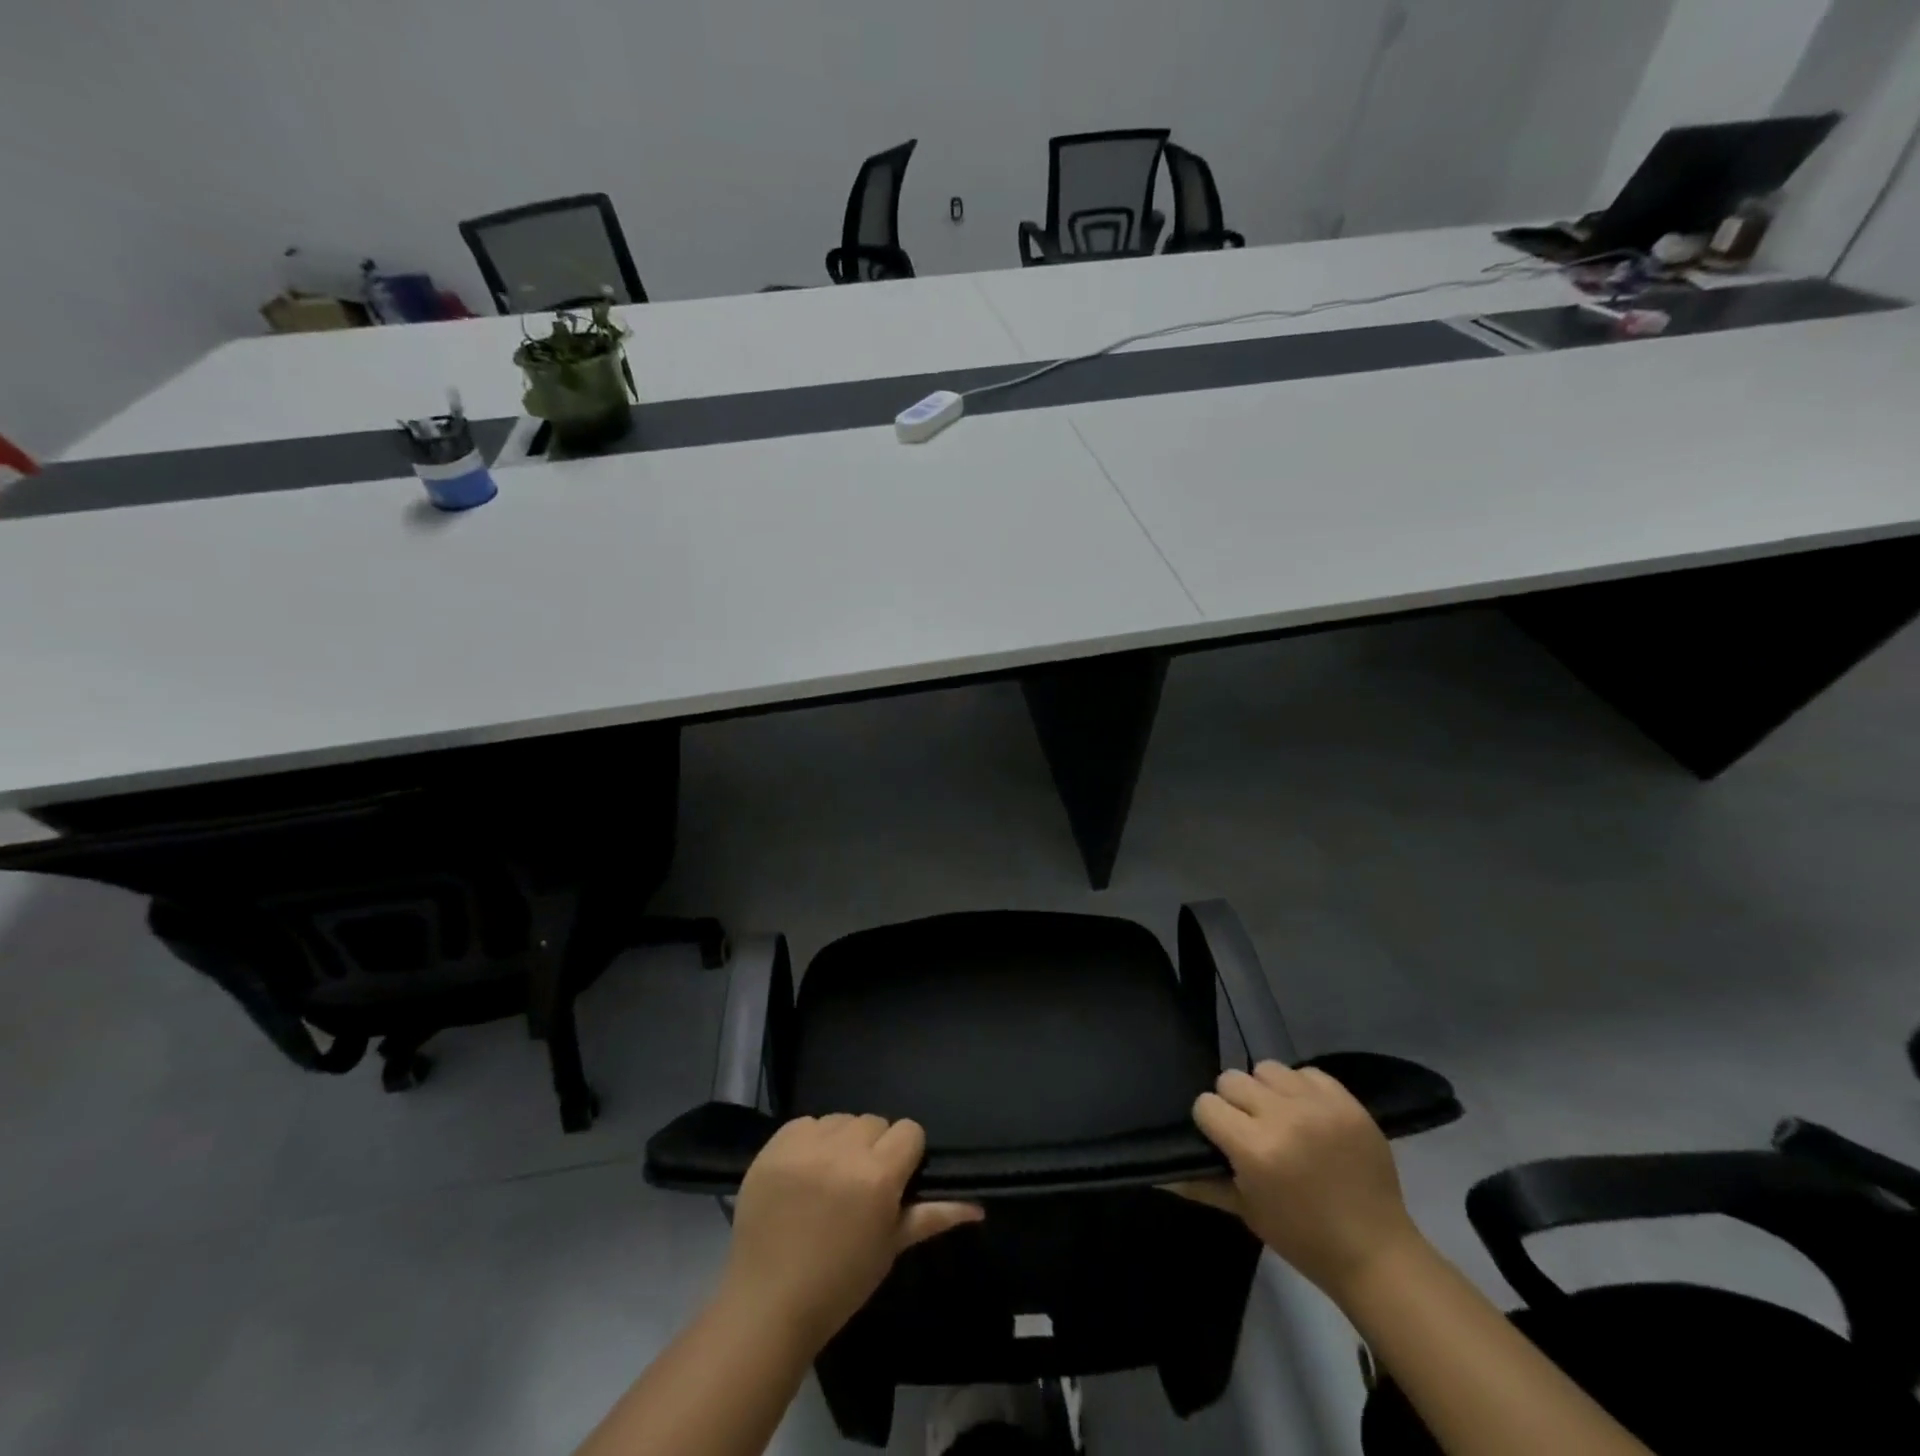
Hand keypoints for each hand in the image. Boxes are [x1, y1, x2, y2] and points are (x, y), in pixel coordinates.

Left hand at [718, 1114, 982, 1351]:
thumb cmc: (839, 1284)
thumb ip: (932, 1216)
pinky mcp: (775, 1145)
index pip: (909, 1131)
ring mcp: (806, 1145)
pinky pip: (805, 1123)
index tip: (895, 1180)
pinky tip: (803, 1173)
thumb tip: (977, 1206)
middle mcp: (844, 1150)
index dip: (906, 1154)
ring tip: (830, 1178)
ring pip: (841, 1119)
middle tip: (860, 1185)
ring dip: (841, 1141)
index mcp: (878, 1176)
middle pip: (874, 1122)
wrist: (767, 1304)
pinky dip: (810, 1141)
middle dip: (874, 1148)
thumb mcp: (890, 1249)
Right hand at [1176, 1062, 1423, 1299]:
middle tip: (1251, 1129)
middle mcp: (1283, 1117)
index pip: (1207, 1104)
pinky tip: (1309, 1116)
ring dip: (1267, 1091)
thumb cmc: (1303, 1238)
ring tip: (1280, 1117)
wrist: (1376, 1253)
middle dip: (1235, 1103)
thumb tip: (1160, 1174)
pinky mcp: (1347, 1101)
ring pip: (1267, 1068)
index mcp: (1255, 1149)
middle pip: (1232, 1079)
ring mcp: (1318, 1106)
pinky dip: (1301, 1089)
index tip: (1222, 1140)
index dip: (1211, 1122)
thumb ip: (1202, 1184)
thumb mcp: (1246, 1212)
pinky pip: (1306, 1072)